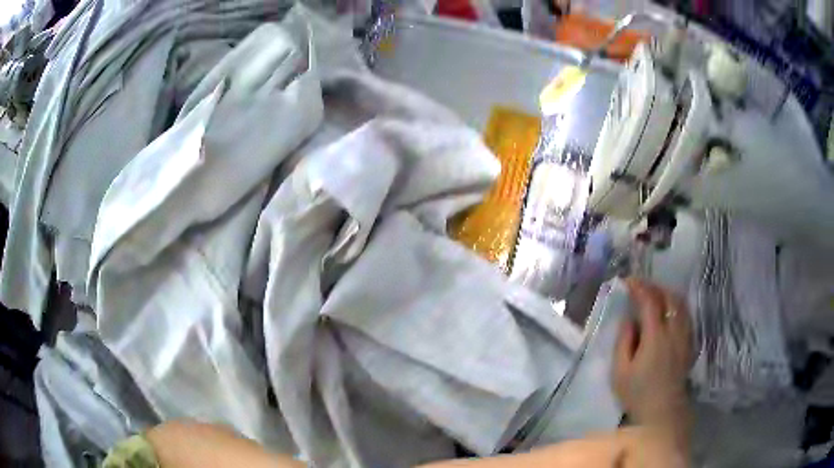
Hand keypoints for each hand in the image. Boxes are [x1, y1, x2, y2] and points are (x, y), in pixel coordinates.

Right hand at [613, 278, 693, 450]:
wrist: (662, 412)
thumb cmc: (637, 394)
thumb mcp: (620, 372)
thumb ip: (623, 342)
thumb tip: (628, 320)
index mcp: (655, 337)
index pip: (650, 301)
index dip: (639, 287)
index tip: (628, 282)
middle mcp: (674, 331)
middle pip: (670, 297)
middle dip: (655, 287)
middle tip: (641, 288)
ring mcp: (685, 337)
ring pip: (681, 305)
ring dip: (668, 294)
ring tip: (655, 296)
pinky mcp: (690, 344)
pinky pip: (687, 316)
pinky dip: (677, 307)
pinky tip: (669, 313)